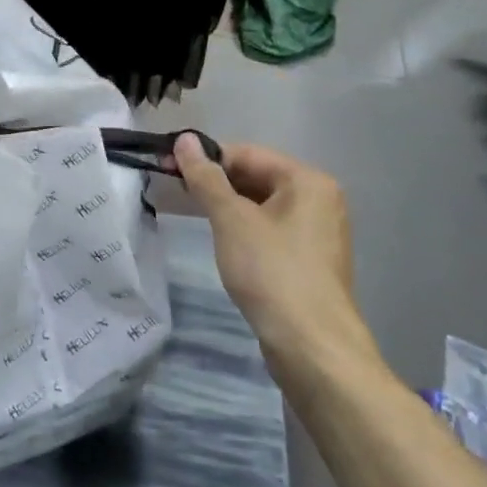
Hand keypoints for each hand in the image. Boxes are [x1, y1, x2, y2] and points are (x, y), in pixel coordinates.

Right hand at [173, 134, 374, 383]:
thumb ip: (206, 177)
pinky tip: (219, 239)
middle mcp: (318, 200)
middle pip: (256, 177)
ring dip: (225, 205)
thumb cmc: (271, 272)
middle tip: (173, 190)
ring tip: (188, 212)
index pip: (247, 154)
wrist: (312, 347)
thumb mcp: (231, 219)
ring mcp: (316, 233)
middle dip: (214, 182)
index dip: (205, 158)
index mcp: (307, 181)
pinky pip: (269, 229)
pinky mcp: (308, 261)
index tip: (167, 167)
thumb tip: (185, 139)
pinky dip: (241, 228)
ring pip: (261, 205)